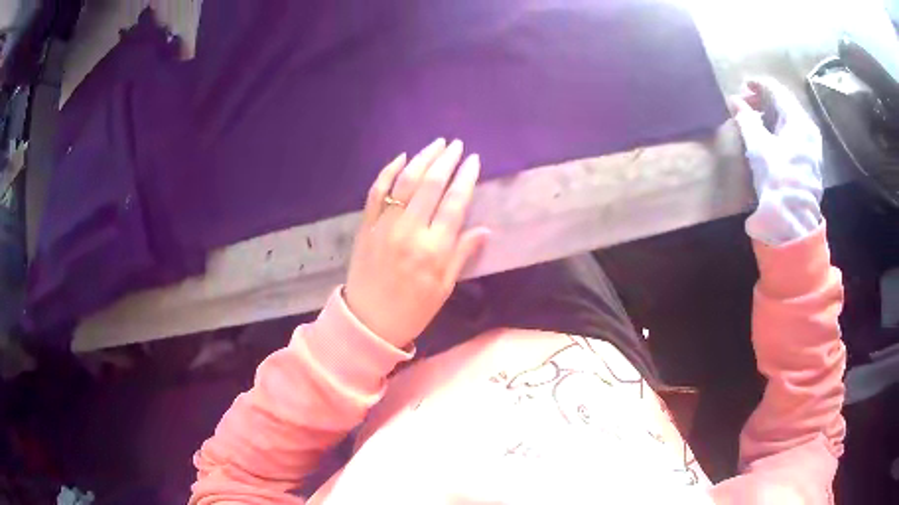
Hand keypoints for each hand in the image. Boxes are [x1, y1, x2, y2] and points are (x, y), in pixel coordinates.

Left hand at [344, 138, 489, 348]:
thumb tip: (486, 229)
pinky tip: (401, 157)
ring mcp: (385, 225)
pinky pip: (376, 191)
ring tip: (436, 144)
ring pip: (405, 182)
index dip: (466, 177)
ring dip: (422, 158)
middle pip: (431, 185)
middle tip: (457, 145)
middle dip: (447, 160)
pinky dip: (388, 171)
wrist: (368, 322)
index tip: (474, 160)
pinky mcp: (366, 225)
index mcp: (434, 249)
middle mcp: (410, 231)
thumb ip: (463, 254)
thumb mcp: (444, 287)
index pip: (455, 202)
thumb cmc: (413, 309)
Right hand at [730, 79, 823, 245]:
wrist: (793, 219)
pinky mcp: (809, 160)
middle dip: (763, 100)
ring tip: (754, 119)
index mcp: (798, 120)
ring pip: (789, 119)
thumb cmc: (777, 178)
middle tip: (744, 104)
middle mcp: (808, 128)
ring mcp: (811, 145)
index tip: (742, 85)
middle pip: (784, 103)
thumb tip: (733, 101)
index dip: (757, 84)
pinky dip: (779, 128)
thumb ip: (745, 119)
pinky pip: (793, 133)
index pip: (776, 90)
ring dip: (770, 115)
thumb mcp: (758, 146)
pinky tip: (769, 135)